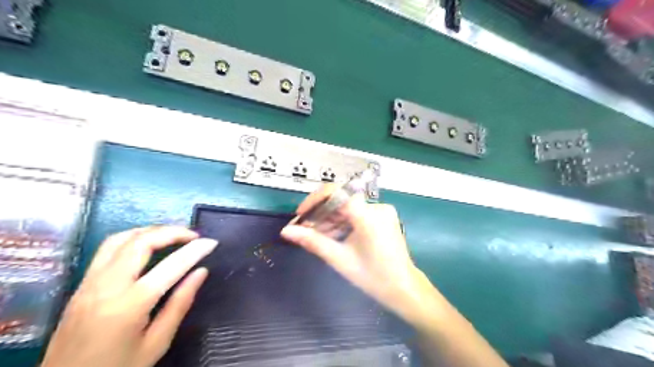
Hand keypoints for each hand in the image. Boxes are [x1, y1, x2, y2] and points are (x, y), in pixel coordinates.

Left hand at [41, 226, 218, 366]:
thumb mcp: (156, 343)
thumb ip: (180, 303)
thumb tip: (201, 272)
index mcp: (130, 304)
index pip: (171, 265)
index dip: (196, 250)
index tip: (213, 242)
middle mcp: (107, 286)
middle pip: (142, 242)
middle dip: (172, 232)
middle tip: (194, 236)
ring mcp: (90, 282)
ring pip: (121, 238)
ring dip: (151, 231)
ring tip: (173, 235)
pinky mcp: (81, 284)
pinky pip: (107, 249)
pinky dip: (132, 238)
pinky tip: (146, 244)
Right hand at [281, 186, 431, 322]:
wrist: (403, 288)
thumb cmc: (372, 276)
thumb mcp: (339, 258)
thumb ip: (312, 241)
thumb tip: (286, 231)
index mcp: (367, 215)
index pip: (336, 192)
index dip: (315, 200)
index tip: (301, 215)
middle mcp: (377, 206)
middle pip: (341, 201)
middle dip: (321, 214)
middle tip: (305, 230)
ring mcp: (382, 211)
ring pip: (348, 208)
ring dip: (331, 219)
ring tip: (317, 236)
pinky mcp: (384, 216)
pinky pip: (358, 213)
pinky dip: (343, 222)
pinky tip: (333, 236)